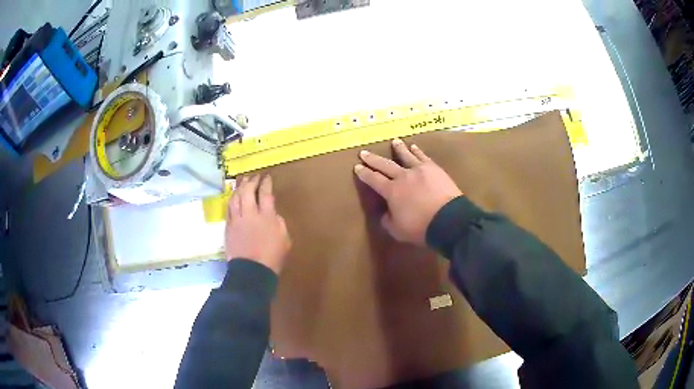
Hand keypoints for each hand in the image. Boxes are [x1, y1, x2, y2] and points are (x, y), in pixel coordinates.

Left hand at [225, 175, 290, 274]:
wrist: (252, 272)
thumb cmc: (272, 258)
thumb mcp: (284, 240)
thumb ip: (279, 224)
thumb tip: (273, 214)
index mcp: (267, 217)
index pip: (266, 194)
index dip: (266, 183)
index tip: (267, 177)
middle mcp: (250, 214)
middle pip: (248, 191)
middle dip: (251, 181)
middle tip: (254, 177)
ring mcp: (237, 220)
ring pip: (236, 198)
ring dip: (239, 188)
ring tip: (242, 182)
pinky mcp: (229, 227)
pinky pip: (229, 209)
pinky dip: (232, 200)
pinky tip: (233, 197)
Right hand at [354, 139, 462, 245]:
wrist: (448, 220)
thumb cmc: (421, 227)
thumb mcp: (397, 230)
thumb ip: (387, 220)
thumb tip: (385, 212)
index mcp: (391, 191)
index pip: (373, 180)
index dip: (364, 173)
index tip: (357, 167)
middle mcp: (402, 176)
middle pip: (385, 165)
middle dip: (373, 159)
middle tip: (364, 152)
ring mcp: (419, 170)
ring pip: (405, 156)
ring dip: (398, 148)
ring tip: (394, 141)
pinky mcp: (433, 168)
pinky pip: (423, 157)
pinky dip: (417, 151)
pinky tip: (414, 147)